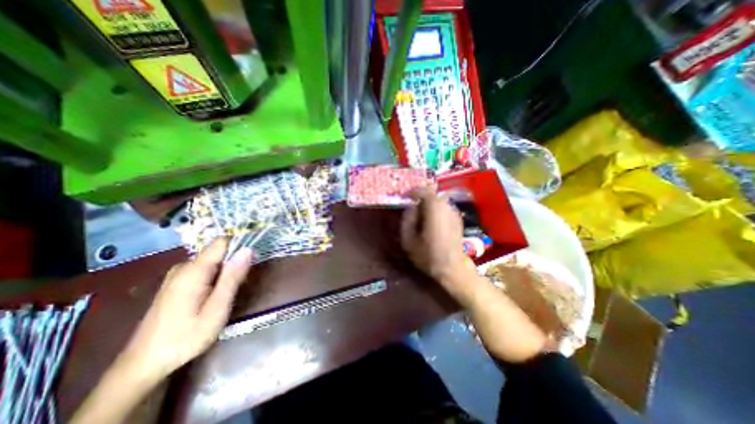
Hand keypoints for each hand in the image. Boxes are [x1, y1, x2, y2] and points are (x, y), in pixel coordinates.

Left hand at [117, 238, 253, 383]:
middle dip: (234, 263)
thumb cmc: (185, 338)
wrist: (142, 365)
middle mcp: (184, 267)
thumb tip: (248, 250)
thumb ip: (233, 277)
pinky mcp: (176, 283)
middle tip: (239, 286)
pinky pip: (204, 270)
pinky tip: (214, 297)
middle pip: (218, 252)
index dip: (240, 246)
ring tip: (227, 295)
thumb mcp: (217, 309)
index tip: (252, 261)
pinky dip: (216, 277)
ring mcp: (178, 275)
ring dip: (226, 272)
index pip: (222, 242)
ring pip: (213, 261)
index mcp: (194, 270)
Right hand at [400, 186, 469, 282]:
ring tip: (419, 216)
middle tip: (410, 208)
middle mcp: (446, 206)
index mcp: (434, 208)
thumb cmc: (428, 254)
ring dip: (427, 205)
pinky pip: (443, 209)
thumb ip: (407, 219)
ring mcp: (454, 212)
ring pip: (438, 202)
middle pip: (431, 195)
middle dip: (419, 199)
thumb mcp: (408, 239)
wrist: (452, 268)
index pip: (423, 190)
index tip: (404, 198)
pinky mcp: (457, 220)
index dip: (412, 192)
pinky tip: (430, 223)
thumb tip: (410, 207)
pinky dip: (435, 211)